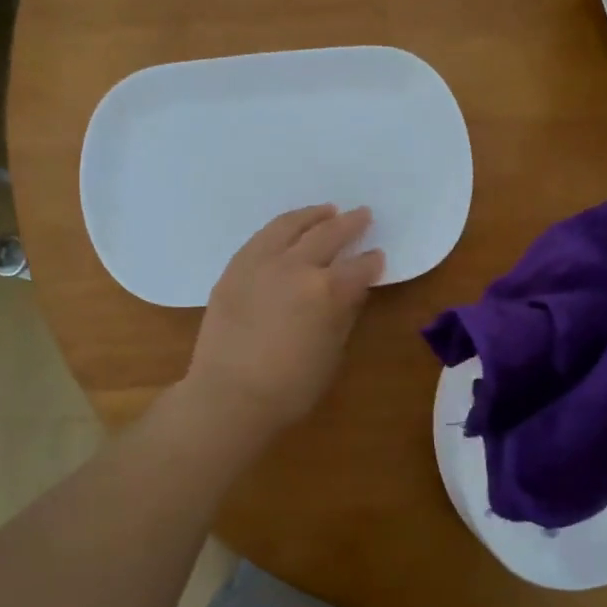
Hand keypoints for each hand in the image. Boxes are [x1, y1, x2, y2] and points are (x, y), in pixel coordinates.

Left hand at [183, 205, 385, 437]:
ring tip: (327, 211)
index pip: (358, 268)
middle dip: (350, 224)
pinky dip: (281, 227)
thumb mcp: (331, 354)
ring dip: (313, 216)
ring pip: (290, 226)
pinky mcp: (235, 268)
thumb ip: (344, 315)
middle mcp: (295, 267)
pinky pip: (262, 237)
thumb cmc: (290, 387)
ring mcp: (261, 263)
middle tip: (362, 215)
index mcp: (327, 291)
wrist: (228, 395)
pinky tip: (288, 229)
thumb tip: (352, 290)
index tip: (377, 257)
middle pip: (328, 235)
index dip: (372, 262)